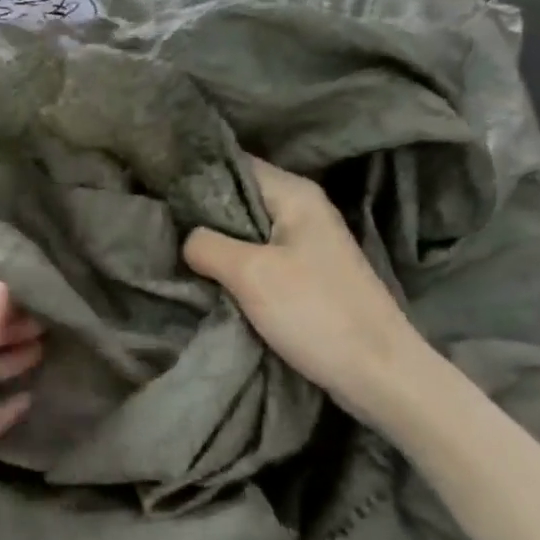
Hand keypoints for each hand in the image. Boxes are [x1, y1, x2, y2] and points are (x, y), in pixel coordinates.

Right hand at [184, 155, 434, 429]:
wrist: (380, 375)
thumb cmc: (316, 313)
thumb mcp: (250, 274)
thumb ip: (206, 245)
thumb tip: (185, 238)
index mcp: (295, 194)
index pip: (234, 164)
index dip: (196, 174)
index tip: (158, 189)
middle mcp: (303, 209)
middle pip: (239, 197)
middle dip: (201, 212)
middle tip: (160, 225)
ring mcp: (307, 243)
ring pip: (247, 231)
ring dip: (217, 243)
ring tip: (175, 250)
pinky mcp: (307, 275)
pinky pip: (259, 258)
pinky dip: (235, 265)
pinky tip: (209, 277)